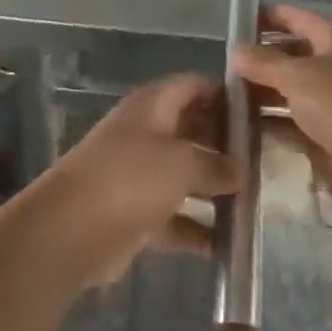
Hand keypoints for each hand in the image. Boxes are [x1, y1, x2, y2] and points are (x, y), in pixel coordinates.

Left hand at [33, 74, 241, 287]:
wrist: (70, 230)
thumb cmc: (130, 179)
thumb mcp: (181, 164)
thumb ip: (215, 165)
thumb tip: (238, 170)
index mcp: (153, 106)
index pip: (194, 86)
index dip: (225, 95)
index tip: (258, 113)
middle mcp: (145, 133)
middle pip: (191, 129)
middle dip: (223, 145)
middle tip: (261, 161)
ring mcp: (137, 173)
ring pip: (183, 174)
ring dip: (212, 188)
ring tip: (250, 201)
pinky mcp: (133, 212)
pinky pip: (172, 215)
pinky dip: (194, 228)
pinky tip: (223, 245)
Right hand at [234, 5, 331, 207]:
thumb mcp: (296, 76)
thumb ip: (263, 62)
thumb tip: (234, 49)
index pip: (296, 18)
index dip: (267, 17)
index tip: (236, 20)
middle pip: (291, 55)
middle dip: (260, 59)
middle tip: (224, 65)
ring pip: (290, 90)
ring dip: (262, 92)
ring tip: (226, 96)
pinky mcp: (327, 134)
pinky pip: (292, 121)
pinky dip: (270, 122)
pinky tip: (242, 125)